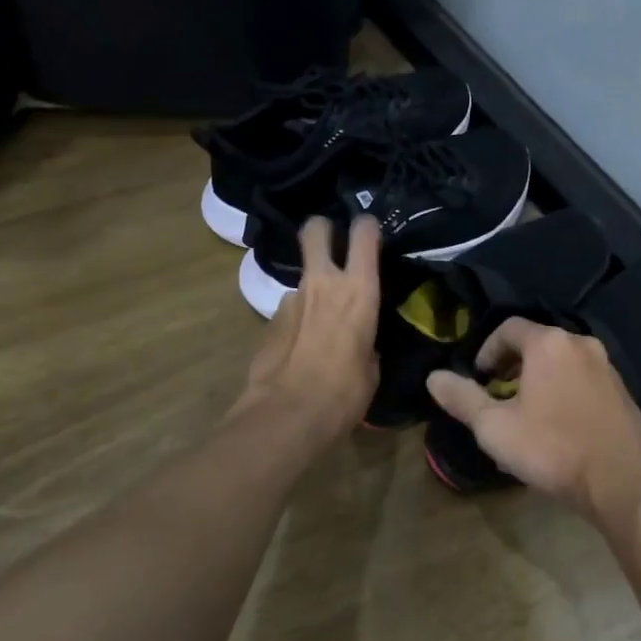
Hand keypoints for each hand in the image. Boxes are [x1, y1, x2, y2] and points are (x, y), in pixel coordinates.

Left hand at [232, 216, 381, 440]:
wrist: (288, 414)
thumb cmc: (345, 393)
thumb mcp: (371, 368)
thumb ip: (366, 342)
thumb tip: (360, 342)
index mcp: (358, 290)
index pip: (364, 234)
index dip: (366, 226)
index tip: (370, 231)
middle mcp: (323, 283)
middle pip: (315, 230)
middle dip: (322, 229)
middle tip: (330, 241)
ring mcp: (291, 299)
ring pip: (303, 278)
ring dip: (312, 291)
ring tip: (320, 324)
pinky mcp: (268, 320)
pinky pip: (290, 310)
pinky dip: (297, 321)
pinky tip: (300, 348)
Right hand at [425, 318, 640, 523]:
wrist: (625, 481)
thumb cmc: (553, 448)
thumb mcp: (495, 427)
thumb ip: (462, 399)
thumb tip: (433, 378)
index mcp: (548, 344)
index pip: (508, 328)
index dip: (486, 350)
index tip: (477, 379)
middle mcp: (580, 344)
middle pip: (536, 344)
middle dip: (510, 367)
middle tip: (496, 398)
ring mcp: (606, 367)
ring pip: (560, 363)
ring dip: (537, 381)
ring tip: (523, 415)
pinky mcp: (622, 392)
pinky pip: (581, 381)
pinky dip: (561, 392)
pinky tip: (556, 427)